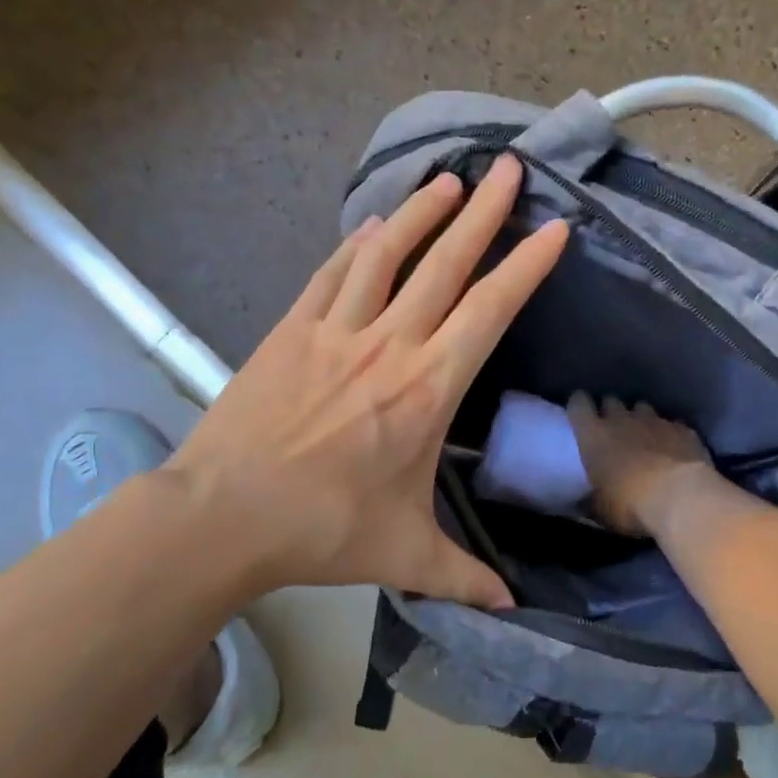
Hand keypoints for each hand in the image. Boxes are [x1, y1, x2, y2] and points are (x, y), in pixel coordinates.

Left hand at [165, 156, 566, 608]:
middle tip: (508, 169)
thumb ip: (463, 576)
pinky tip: (372, 223)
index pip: (489, 312)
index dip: (525, 267)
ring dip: (421, 214)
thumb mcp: (404, 554)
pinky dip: (357, 244)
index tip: (554, 229)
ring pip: (388, 256)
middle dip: (484, 214)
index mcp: (427, 389)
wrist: (223, 515)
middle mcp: (389, 345)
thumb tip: (508, 608)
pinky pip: (333, 274)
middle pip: (445, 265)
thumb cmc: (323, 529)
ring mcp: (336, 332)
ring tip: (449, 181)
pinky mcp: (291, 331)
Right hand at [566, 393, 717, 538]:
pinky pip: (672, 424)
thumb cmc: (630, 504)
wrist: (681, 498)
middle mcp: (622, 420)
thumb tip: (585, 501)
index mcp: (594, 435)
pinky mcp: (683, 430)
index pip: (578, 404)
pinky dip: (670, 434)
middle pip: (611, 401)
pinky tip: (674, 449)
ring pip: (642, 407)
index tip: (581, 413)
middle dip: (610, 411)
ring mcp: (655, 421)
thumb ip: (592, 499)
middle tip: (613, 430)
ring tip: (645, 437)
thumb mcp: (601, 509)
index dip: (579, 405)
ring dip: (640, 419)